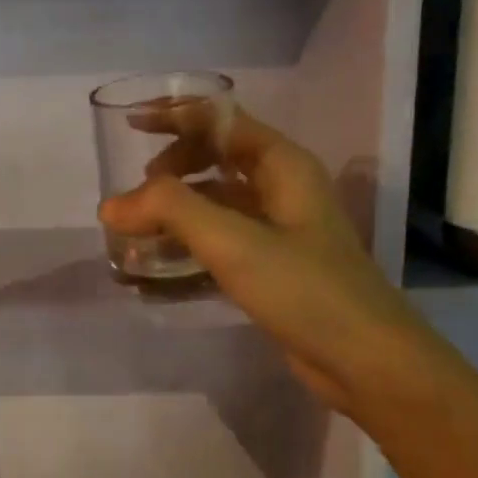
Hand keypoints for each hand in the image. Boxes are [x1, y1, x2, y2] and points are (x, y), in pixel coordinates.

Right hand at [97, 107, 437, 418]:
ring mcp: (278, 228)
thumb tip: (110, 205)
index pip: (221, 120)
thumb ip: (169, 210)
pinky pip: (220, 239)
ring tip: (137, 230)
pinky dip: (188, 244)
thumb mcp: (233, 242)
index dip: (175, 116)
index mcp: (281, 164)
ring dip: (175, 209)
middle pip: (216, 157)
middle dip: (172, 167)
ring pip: (215, 201)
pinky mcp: (271, 265)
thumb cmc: (304, 289)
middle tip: (138, 195)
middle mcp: (281, 187)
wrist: (366, 360)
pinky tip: (159, 266)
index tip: (130, 126)